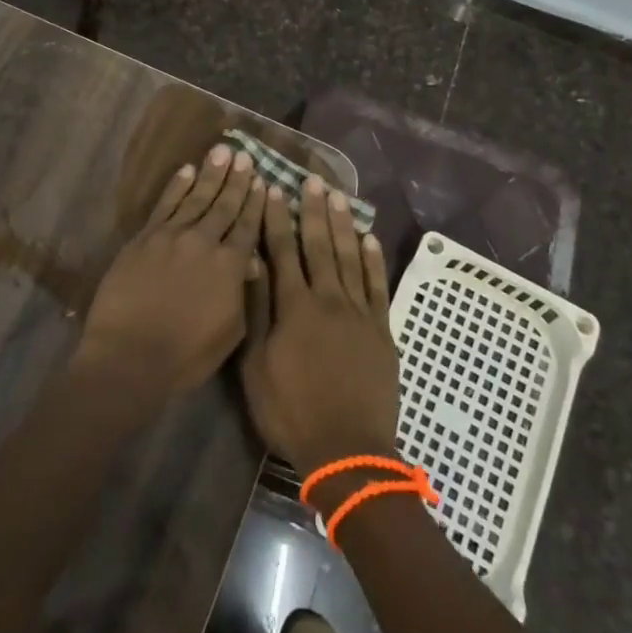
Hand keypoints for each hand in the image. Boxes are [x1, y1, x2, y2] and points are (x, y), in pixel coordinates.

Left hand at [72, 144, 264, 418]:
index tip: (263, 180)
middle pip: (224, 205)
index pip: (248, 226)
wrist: (130, 355)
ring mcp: (172, 235)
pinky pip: (165, 204)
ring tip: (223, 151)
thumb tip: (251, 263)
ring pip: (196, 197)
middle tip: (246, 155)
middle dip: (237, 179)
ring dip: (211, 173)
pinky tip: (187, 170)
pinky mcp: (145, 237)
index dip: (256, 202)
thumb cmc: (186, 355)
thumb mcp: (230, 332)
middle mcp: (204, 241)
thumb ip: (242, 293)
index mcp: (230, 266)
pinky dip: (177, 185)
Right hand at [241, 177, 400, 472]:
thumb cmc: (291, 411)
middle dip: (313, 211)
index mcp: (294, 307)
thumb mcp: (256, 366)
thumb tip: (249, 262)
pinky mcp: (381, 330)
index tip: (273, 189)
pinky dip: (374, 260)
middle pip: (319, 245)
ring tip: (338, 196)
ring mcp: (359, 313)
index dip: (277, 218)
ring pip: (350, 257)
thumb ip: (255, 311)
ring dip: (343, 225)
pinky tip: (370, 238)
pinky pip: (378, 286)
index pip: (282, 251)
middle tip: (312, 180)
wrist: (348, 452)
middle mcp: (328, 299)